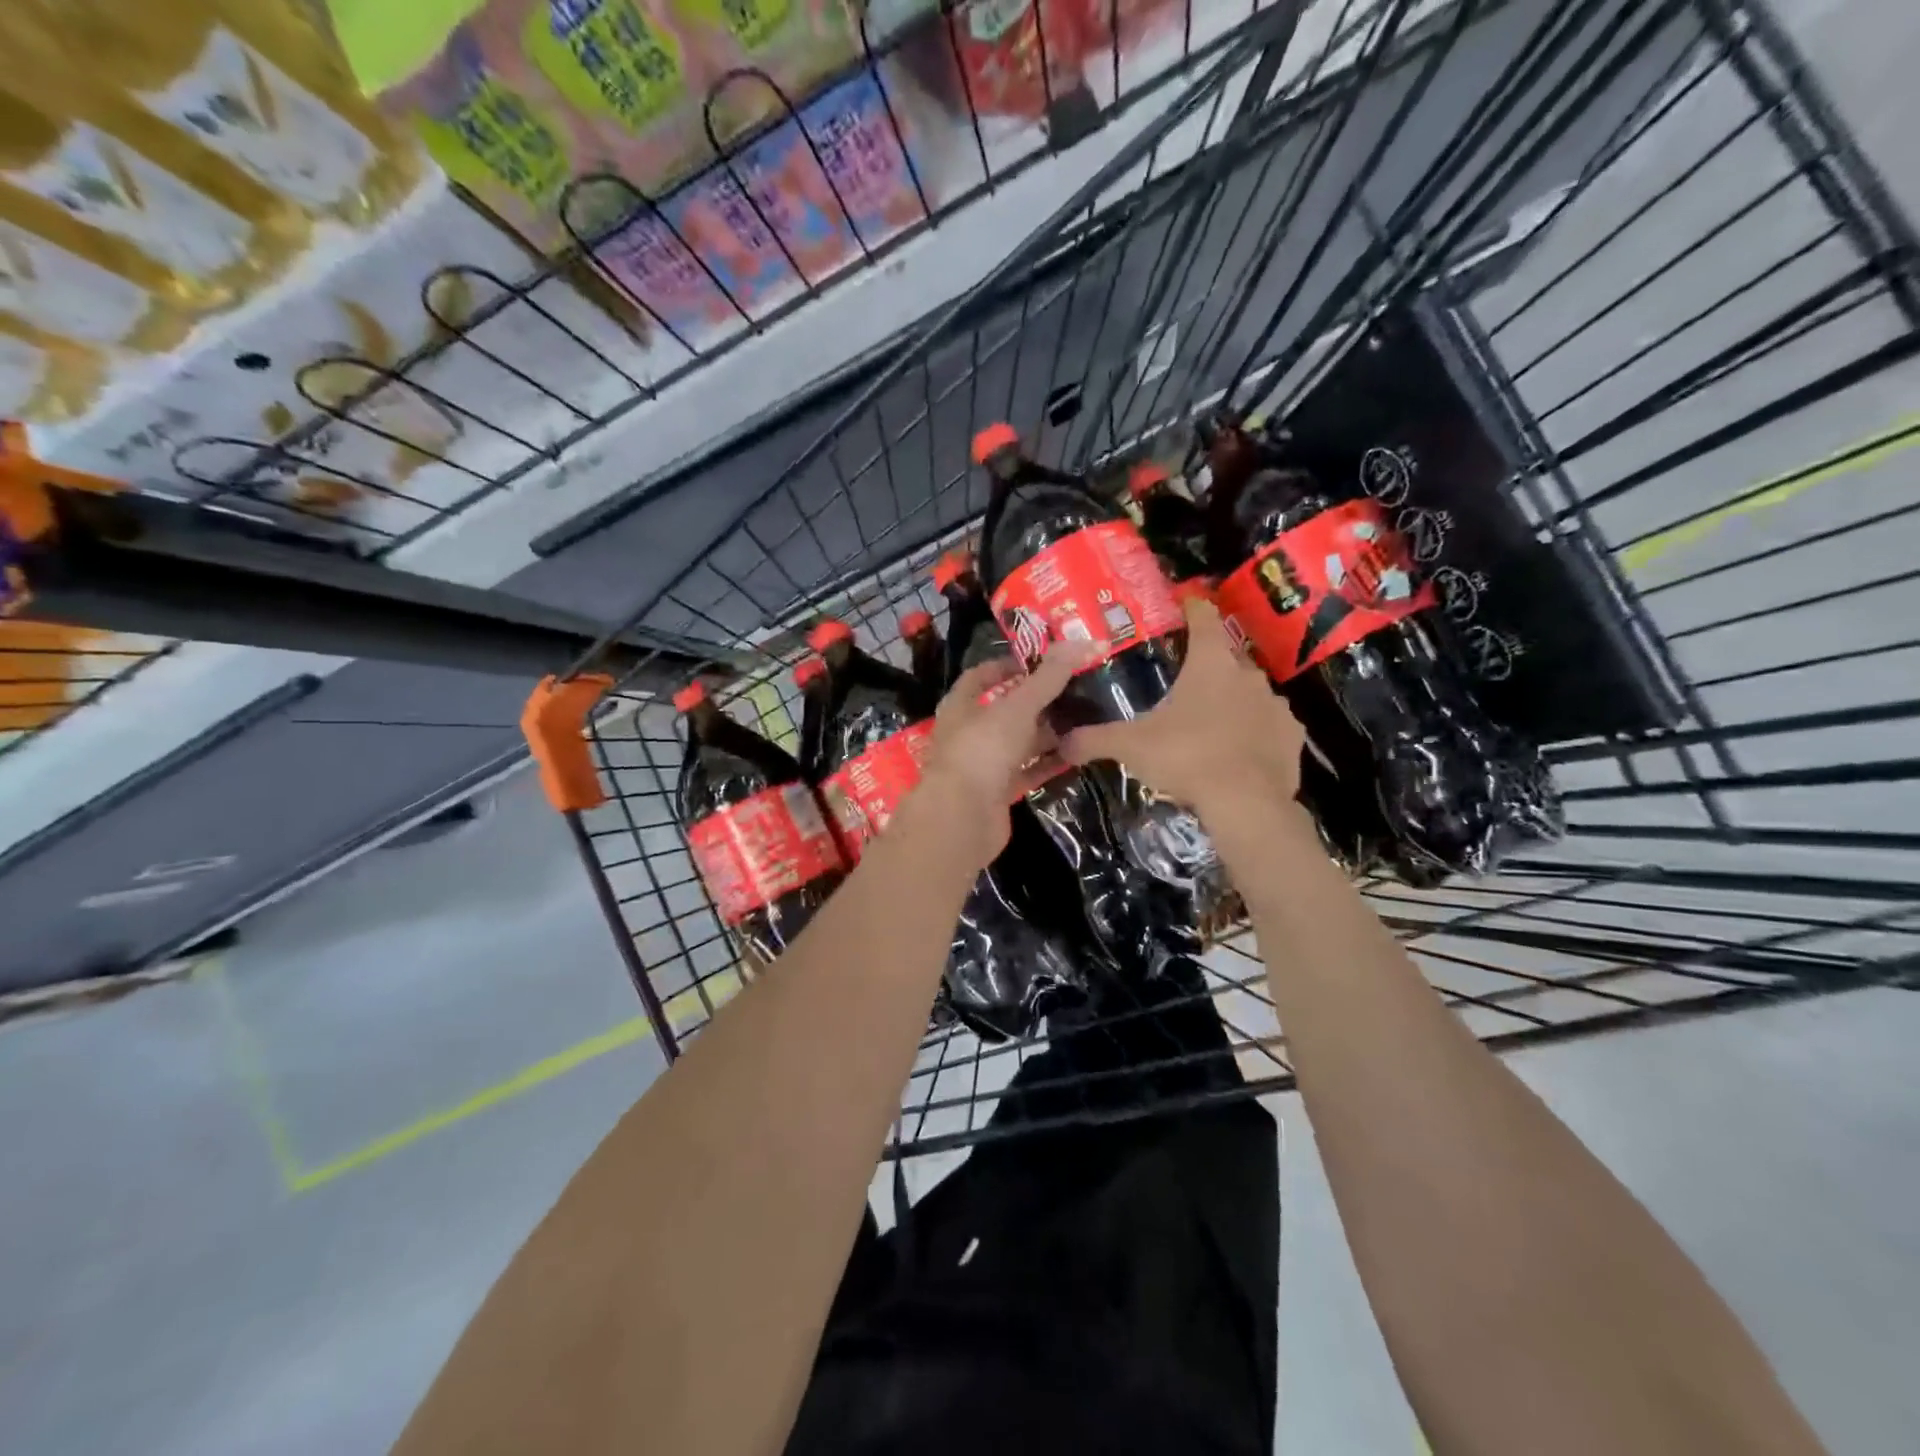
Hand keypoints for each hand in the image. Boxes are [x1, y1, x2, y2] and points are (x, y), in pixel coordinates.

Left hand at [914, 642, 1097, 863]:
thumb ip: (1050, 677)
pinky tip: (1077, 754)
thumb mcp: (1018, 706)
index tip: (1041, 662)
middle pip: (1004, 710)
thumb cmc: (983, 750)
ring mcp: (982, 765)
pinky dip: (1048, 764)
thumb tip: (1085, 641)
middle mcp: (968, 733)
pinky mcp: (997, 793)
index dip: (1008, 665)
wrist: (962, 817)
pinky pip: (1027, 772)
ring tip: (1082, 720)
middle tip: (1074, 690)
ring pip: (1018, 743)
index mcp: (961, 705)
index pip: (981, 676)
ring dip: (1045, 733)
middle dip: (1036, 701)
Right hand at [1059, 598, 1303, 818]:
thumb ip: (1094, 740)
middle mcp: (1248, 675)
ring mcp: (1275, 706)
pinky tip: (1239, 751)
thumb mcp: (1131, 747)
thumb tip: (1061, 742)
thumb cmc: (1186, 757)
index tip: (1184, 605)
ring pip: (1250, 692)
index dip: (1192, 608)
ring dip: (1232, 700)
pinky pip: (1270, 726)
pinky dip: (1255, 732)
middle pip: (1227, 657)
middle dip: (1208, 665)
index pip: (1204, 618)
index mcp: (1210, 664)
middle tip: (1185, 681)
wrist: (1246, 803)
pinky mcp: (1293, 737)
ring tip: (1210, 723)